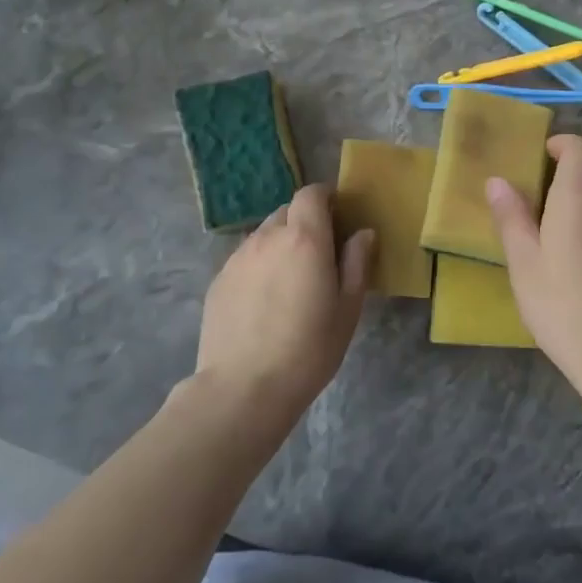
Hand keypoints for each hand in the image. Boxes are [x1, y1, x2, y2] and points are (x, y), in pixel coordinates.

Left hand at [195, 184, 374, 433]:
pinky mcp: (218, 280)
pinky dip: (259, 266)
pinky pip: (245, 259)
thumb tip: (363, 233)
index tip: (337, 216)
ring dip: (280, 244)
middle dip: (304, 222)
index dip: (325, 198)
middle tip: (318, 254)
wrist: (244, 388)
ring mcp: (238, 258)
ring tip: (290, 281)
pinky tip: (264, 301)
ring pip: (264, 235)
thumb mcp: (347, 309)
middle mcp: (268, 237)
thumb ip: (357, 263)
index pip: (311, 194)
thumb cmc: (309, 350)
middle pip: (287, 212)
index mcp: (304, 239)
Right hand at [487, 136, 581, 396]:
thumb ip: (511, 217)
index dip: (562, 144)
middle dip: (567, 187)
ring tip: (559, 250)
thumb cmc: (561, 304)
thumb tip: (498, 180)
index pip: (580, 149)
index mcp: (579, 199)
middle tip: (538, 216)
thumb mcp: (523, 262)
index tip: (543, 155)